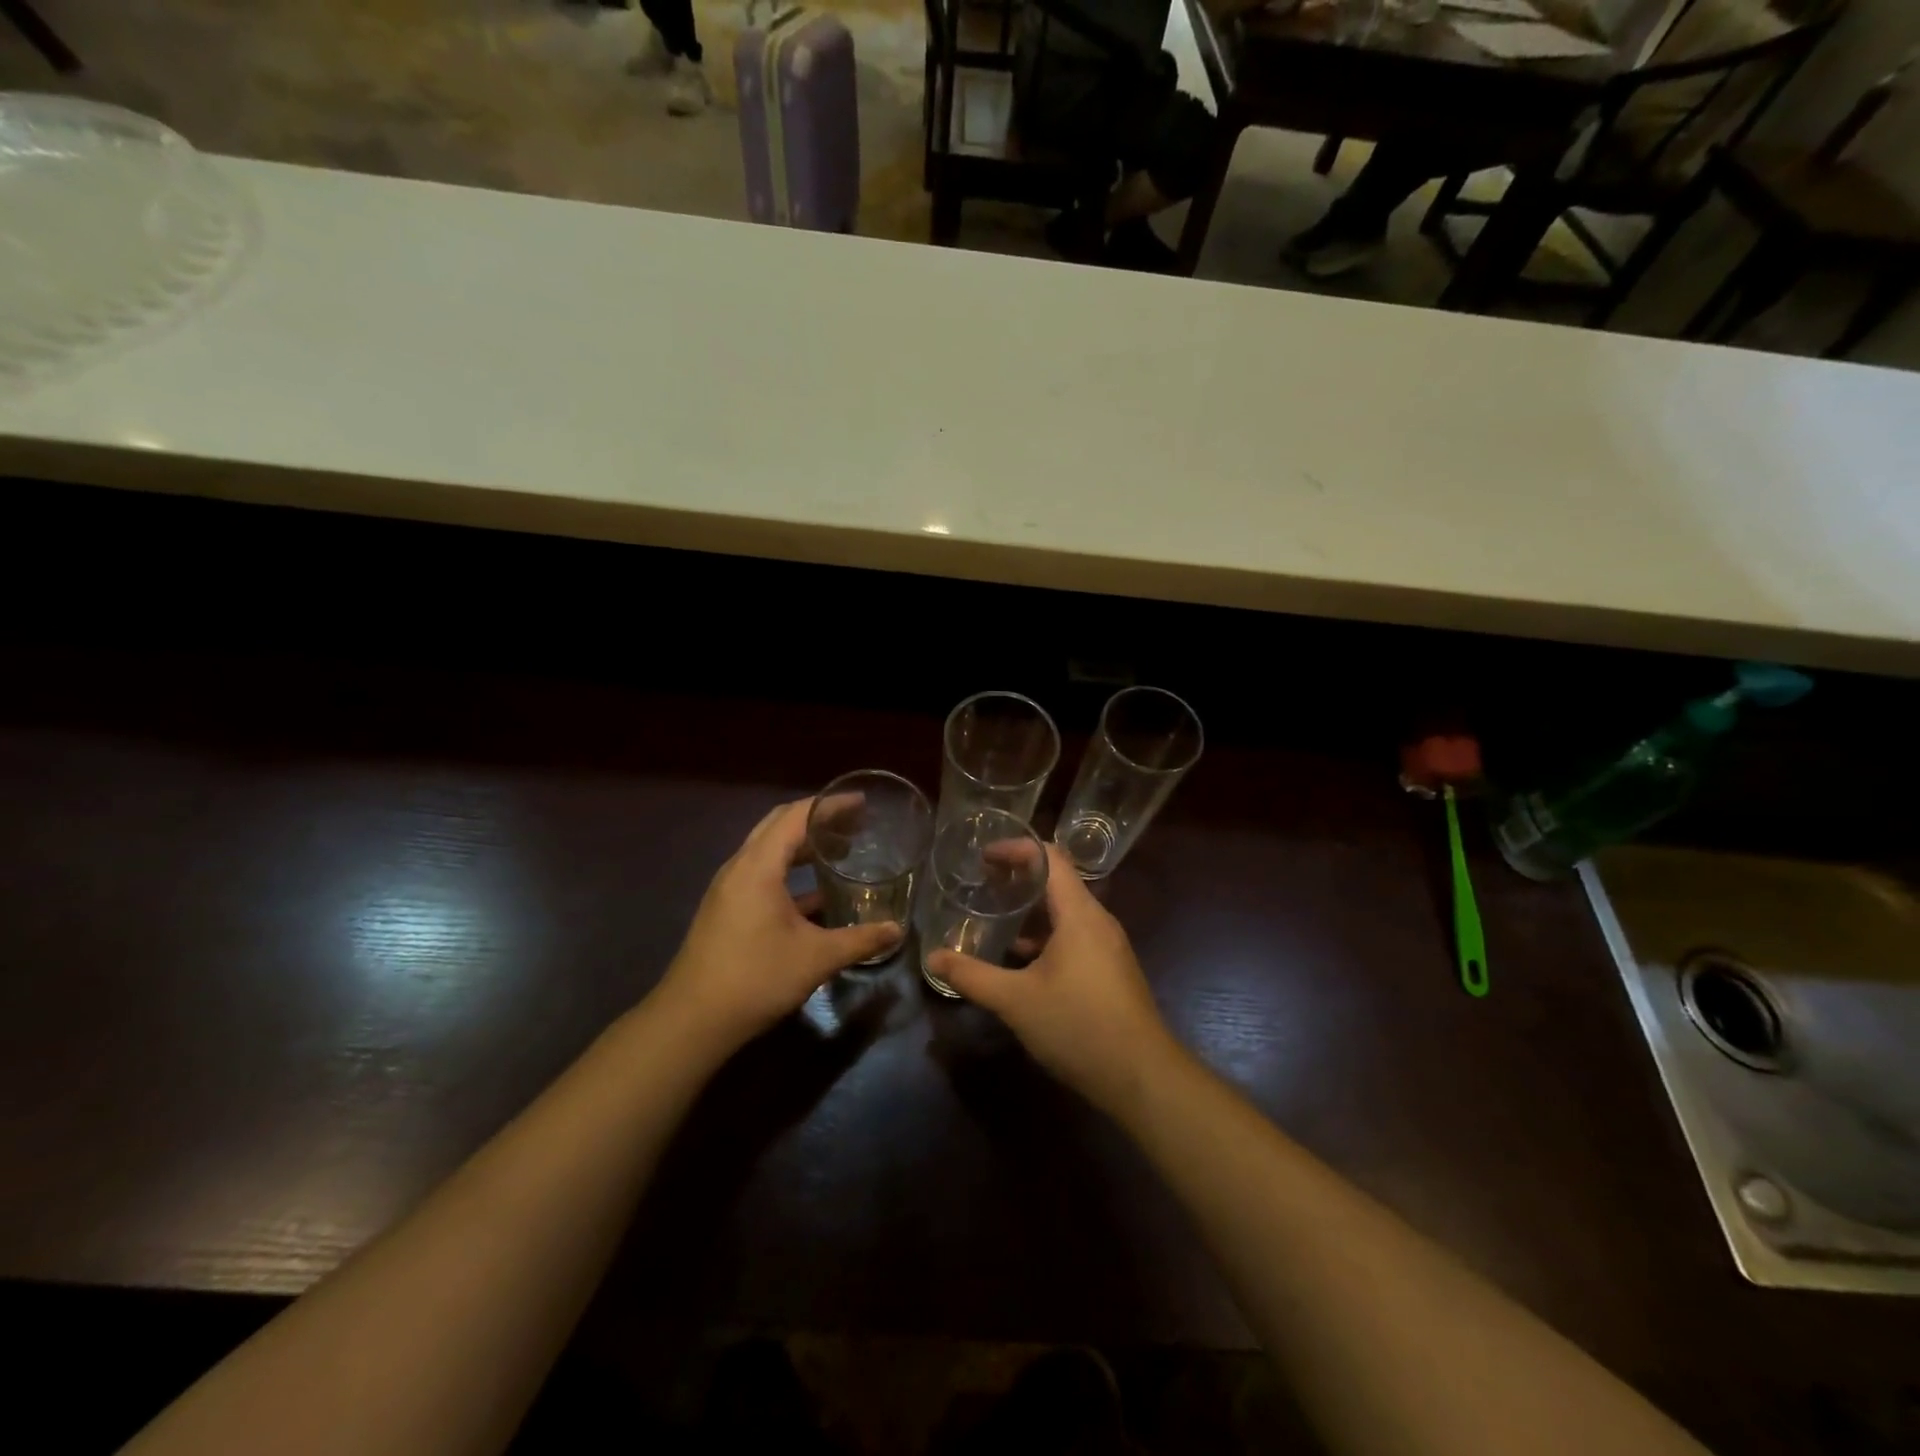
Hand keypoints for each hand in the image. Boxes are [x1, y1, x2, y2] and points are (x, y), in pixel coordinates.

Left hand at [654, 799, 902, 1054]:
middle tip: (855, 823)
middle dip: (817, 819)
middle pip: (779, 825)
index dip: (830, 805)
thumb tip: (896, 930)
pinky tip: (817, 895)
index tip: (861, 802)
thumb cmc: (755, 978)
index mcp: (758, 866)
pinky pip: (762, 874)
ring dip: (803, 845)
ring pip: (769, 851)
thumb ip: (860, 940)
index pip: (796, 816)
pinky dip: (790, 872)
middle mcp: (740, 867)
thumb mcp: (816, 958)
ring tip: (841, 851)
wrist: (692, 1021)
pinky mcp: (726, 909)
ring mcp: (729, 889)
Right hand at [928, 846, 1181, 1116]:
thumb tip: (932, 957)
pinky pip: (1076, 936)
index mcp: (1079, 913)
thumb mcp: (1016, 1001)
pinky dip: (1047, 935)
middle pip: (1059, 881)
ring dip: (1033, 909)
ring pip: (1067, 912)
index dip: (1016, 849)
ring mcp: (1109, 946)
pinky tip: (1023, 959)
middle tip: (983, 884)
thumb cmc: (1079, 1026)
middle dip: (1020, 877)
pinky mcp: (1112, 970)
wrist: (1143, 1077)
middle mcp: (1098, 921)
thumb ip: (972, 976)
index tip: (983, 857)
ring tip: (996, 917)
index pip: (1050, 858)